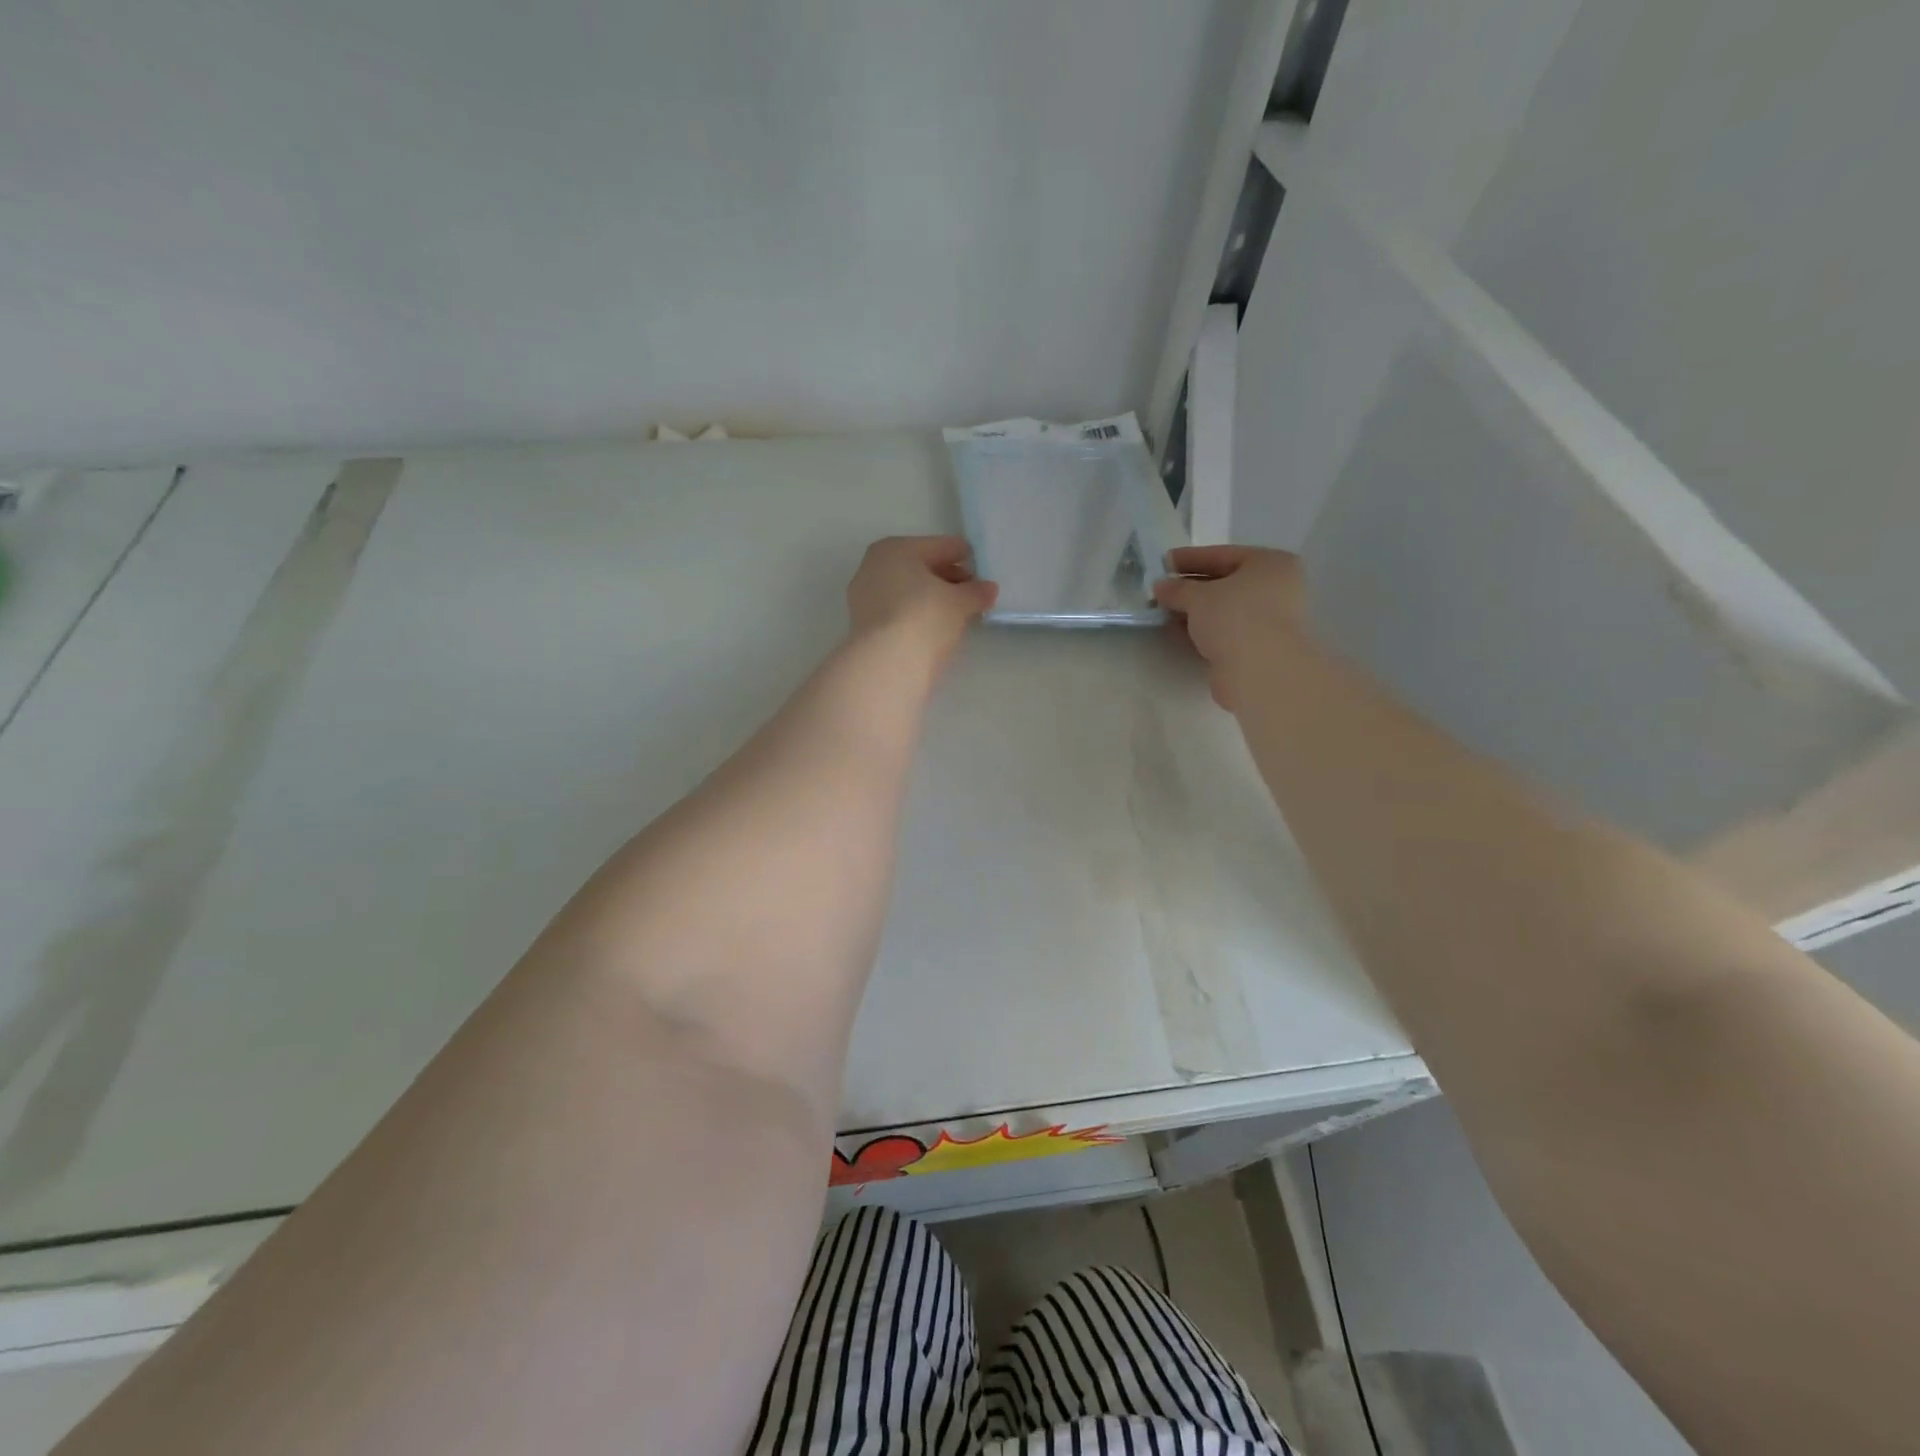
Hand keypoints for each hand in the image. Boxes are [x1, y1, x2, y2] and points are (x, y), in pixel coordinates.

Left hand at [846, 536, 997, 665]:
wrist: (887, 664)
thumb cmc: (925, 617)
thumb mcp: (960, 602)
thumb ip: (976, 592)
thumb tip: (988, 589)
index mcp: (896, 548)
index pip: (940, 546)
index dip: (965, 557)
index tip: (982, 570)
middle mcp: (874, 566)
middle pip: (921, 567)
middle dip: (948, 579)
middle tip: (973, 593)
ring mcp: (864, 597)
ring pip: (908, 590)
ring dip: (932, 598)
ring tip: (958, 613)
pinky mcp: (864, 625)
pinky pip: (898, 611)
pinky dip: (917, 615)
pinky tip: (935, 628)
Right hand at [1153, 545, 1307, 709]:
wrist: (1261, 670)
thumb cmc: (1235, 616)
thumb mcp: (1198, 596)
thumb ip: (1177, 588)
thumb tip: (1161, 587)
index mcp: (1271, 563)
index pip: (1223, 554)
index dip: (1190, 557)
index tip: (1164, 562)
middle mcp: (1277, 588)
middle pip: (1226, 583)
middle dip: (1191, 587)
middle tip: (1162, 590)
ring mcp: (1271, 620)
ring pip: (1225, 610)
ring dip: (1195, 611)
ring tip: (1165, 612)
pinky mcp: (1259, 648)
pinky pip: (1226, 631)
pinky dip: (1204, 630)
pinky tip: (1180, 632)